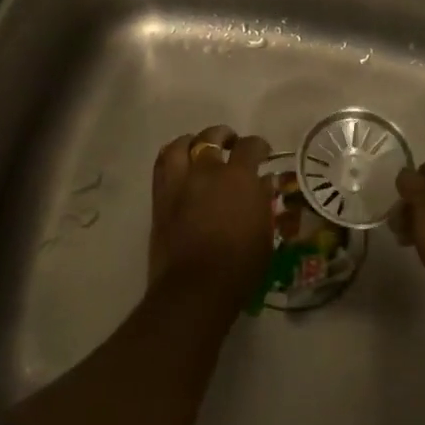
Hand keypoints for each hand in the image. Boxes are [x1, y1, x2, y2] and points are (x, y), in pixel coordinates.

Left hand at [149, 125, 274, 306]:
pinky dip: (171, 158)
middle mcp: (207, 171)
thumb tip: (263, 182)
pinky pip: (161, 166)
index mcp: (238, 177)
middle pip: (212, 137)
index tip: (263, 153)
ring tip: (198, 147)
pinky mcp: (160, 199)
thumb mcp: (264, 233)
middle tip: (230, 144)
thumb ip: (262, 201)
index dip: (259, 146)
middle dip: (223, 136)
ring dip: (192, 141)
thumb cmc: (240, 265)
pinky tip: (179, 165)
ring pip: (181, 145)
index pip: (250, 146)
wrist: (195, 288)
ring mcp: (180, 183)